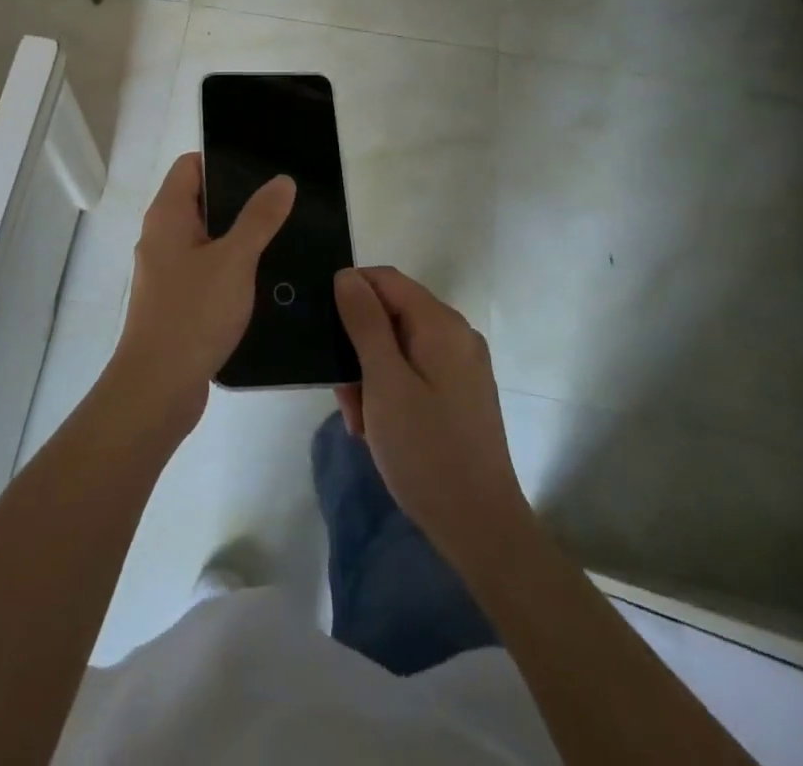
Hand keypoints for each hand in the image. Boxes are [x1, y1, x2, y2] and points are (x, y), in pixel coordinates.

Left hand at [109, 153, 294, 430]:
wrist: (158, 388)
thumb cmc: (193, 313)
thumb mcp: (235, 259)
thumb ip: (259, 218)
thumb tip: (281, 180)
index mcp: (167, 215)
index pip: (190, 165)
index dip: (223, 161)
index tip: (263, 168)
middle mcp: (161, 236)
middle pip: (200, 200)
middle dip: (238, 200)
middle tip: (282, 202)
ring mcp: (165, 270)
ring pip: (205, 238)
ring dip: (237, 236)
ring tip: (281, 236)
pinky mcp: (175, 300)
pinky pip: (205, 269)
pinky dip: (229, 266)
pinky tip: (262, 278)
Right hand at [333, 266, 531, 570]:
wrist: (480, 528)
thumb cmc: (426, 451)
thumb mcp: (384, 383)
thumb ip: (365, 323)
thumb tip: (347, 275)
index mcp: (441, 325)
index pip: (386, 279)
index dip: (350, 292)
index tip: (321, 327)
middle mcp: (456, 335)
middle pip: (391, 313)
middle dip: (358, 344)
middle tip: (341, 392)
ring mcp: (461, 365)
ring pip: (398, 346)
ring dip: (369, 373)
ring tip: (359, 420)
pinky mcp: (459, 393)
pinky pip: (413, 371)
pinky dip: (389, 389)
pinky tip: (377, 428)